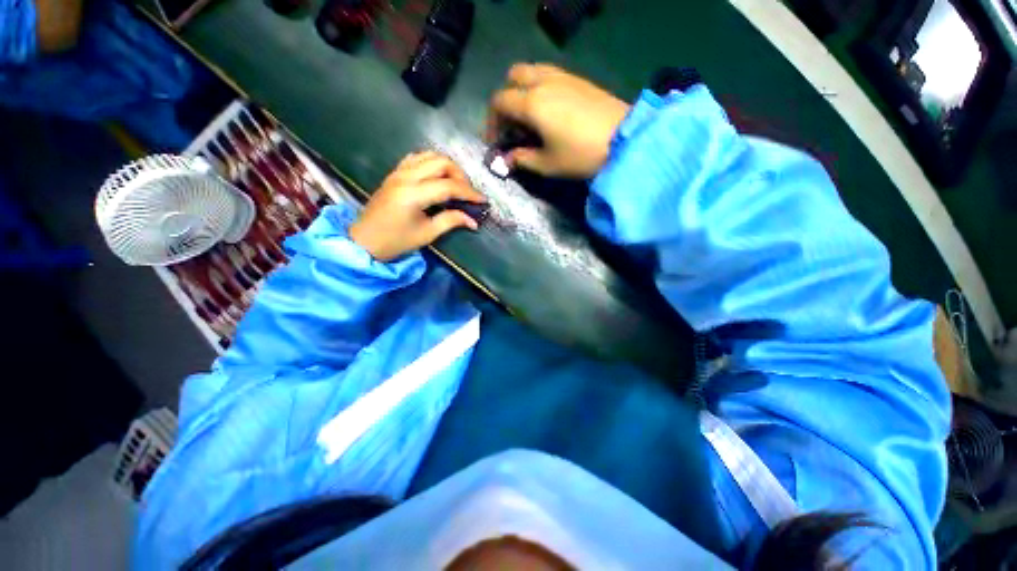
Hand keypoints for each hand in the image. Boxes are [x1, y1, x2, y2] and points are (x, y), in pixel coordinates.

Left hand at [349, 152, 485, 260]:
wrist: (364, 240)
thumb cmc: (396, 241)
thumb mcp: (427, 234)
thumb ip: (451, 221)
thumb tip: (473, 221)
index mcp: (413, 194)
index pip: (449, 186)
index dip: (469, 192)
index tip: (483, 200)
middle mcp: (405, 177)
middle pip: (441, 162)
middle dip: (460, 175)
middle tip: (468, 192)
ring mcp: (398, 172)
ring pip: (429, 155)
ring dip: (447, 166)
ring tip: (456, 183)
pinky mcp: (395, 173)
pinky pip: (417, 158)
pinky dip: (432, 163)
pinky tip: (437, 176)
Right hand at [486, 63, 630, 178]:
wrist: (624, 140)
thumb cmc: (580, 155)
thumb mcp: (547, 164)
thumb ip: (522, 159)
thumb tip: (507, 159)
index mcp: (532, 103)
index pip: (499, 102)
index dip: (491, 121)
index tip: (495, 141)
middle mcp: (543, 82)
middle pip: (513, 77)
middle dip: (506, 99)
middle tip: (511, 124)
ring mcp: (563, 77)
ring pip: (532, 71)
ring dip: (523, 90)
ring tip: (529, 117)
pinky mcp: (578, 80)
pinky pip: (550, 75)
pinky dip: (540, 88)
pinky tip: (549, 111)